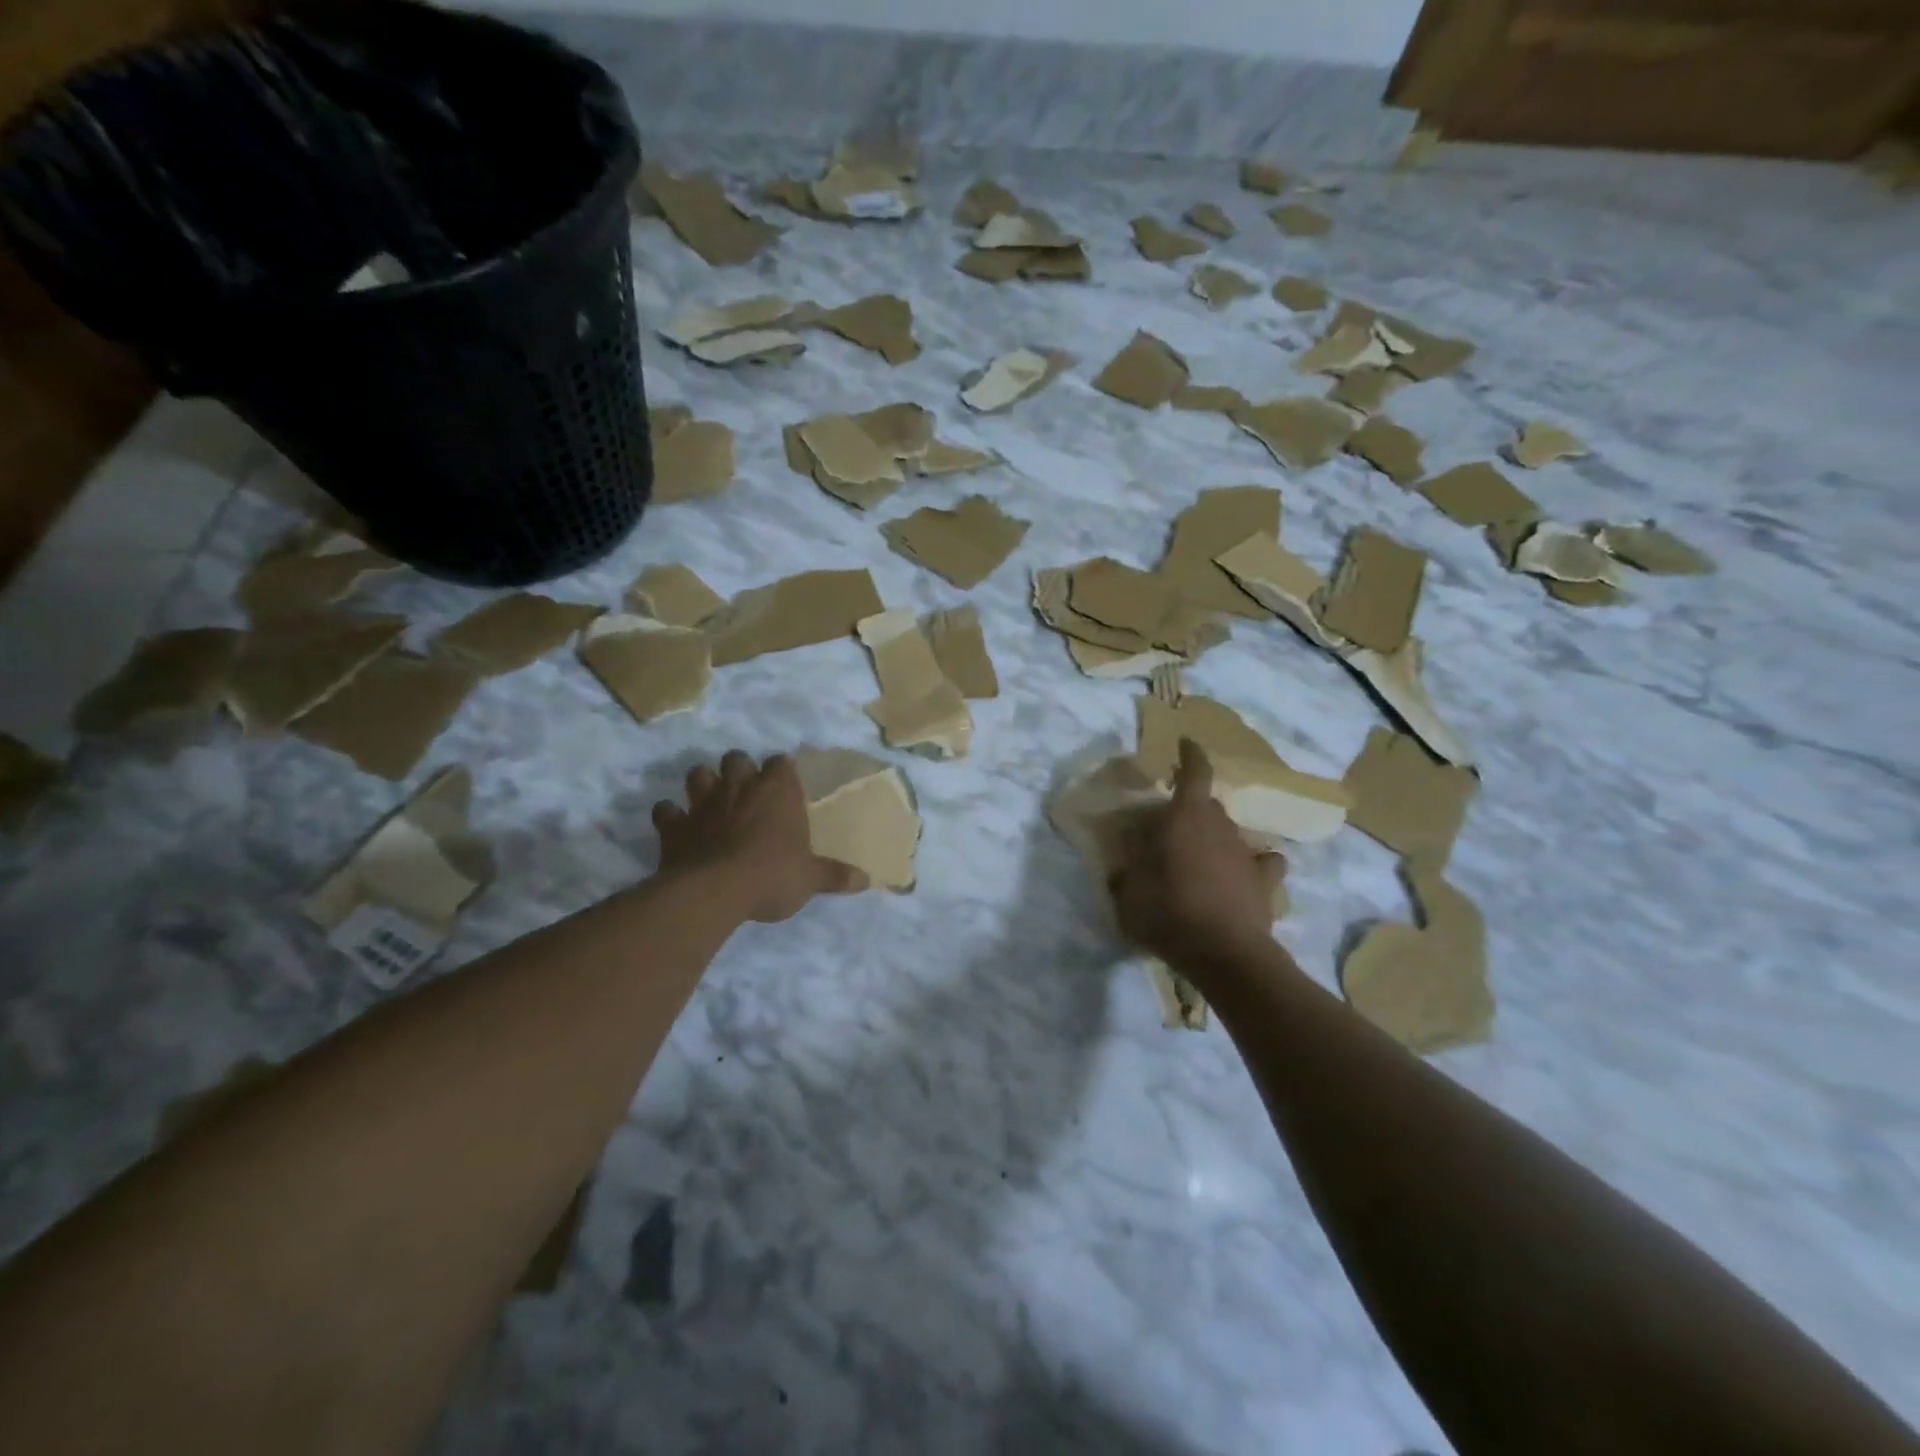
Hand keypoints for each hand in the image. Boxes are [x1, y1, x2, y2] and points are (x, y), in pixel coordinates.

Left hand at [652, 751, 867, 922]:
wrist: (716, 890)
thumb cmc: (773, 875)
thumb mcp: (811, 878)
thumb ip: (836, 875)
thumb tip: (868, 880)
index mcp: (778, 791)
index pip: (781, 763)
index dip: (782, 772)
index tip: (785, 785)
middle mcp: (740, 787)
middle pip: (737, 758)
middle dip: (739, 769)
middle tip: (746, 791)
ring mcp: (703, 802)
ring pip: (698, 774)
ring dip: (703, 784)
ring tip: (710, 801)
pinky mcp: (674, 825)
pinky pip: (665, 811)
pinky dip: (670, 816)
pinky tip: (676, 826)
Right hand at [1108, 739, 1286, 967]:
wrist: (1225, 954)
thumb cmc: (1168, 913)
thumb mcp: (1128, 894)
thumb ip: (1125, 874)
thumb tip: (1125, 866)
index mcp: (1185, 818)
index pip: (1195, 772)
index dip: (1191, 755)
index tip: (1186, 743)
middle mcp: (1219, 827)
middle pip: (1208, 806)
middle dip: (1192, 811)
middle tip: (1172, 831)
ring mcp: (1246, 853)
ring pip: (1231, 834)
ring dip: (1216, 840)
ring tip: (1200, 861)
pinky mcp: (1265, 882)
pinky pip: (1262, 863)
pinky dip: (1254, 865)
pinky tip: (1244, 877)